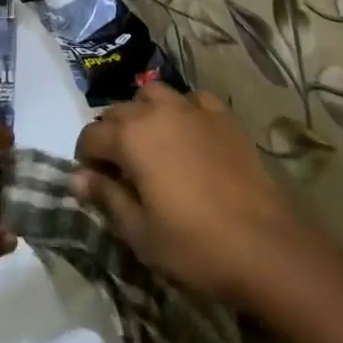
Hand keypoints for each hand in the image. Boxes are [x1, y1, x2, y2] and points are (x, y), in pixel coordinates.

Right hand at [75, 83, 311, 307]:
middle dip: (111, 134)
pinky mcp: (223, 116)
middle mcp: (156, 111)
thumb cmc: (195, 246)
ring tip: (152, 143)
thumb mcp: (141, 232)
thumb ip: (106, 198)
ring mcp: (192, 109)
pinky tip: (189, 133)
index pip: (91, 135)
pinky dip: (184, 110)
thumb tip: (76, 177)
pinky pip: (193, 100)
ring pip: (154, 95)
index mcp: (130, 137)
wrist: (267, 247)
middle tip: (120, 169)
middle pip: (119, 111)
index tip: (93, 182)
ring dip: (144, 114)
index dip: (85, 158)